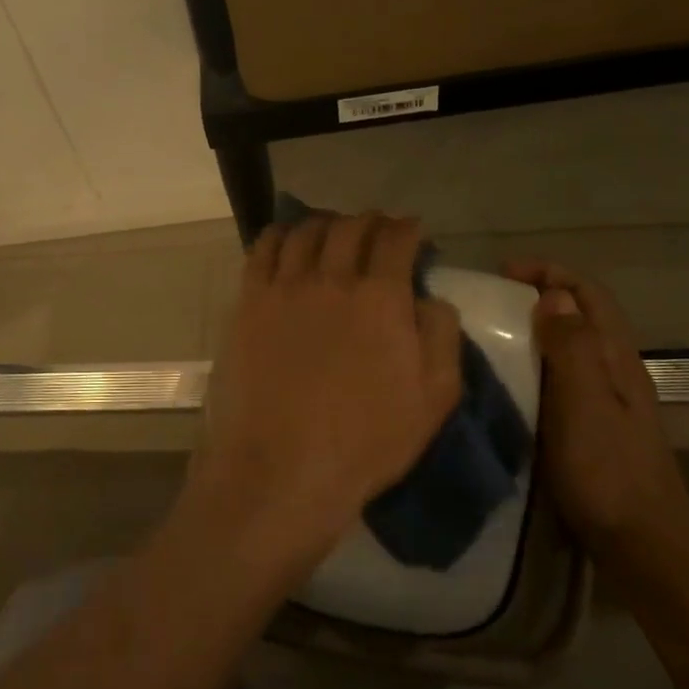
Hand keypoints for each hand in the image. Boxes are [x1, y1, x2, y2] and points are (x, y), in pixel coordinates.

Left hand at [186, 214, 462, 576]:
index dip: (407, 228)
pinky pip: (261, 251)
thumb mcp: (434, 397)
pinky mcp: (248, 303)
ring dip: (324, 224)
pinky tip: (285, 242)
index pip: (396, 239)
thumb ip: (440, 334)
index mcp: (381, 297)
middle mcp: (331, 278)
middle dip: (369, 221)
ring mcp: (284, 288)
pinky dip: (278, 236)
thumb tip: (429, 296)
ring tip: (330, 231)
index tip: (411, 231)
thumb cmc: (365, 441)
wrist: (283, 468)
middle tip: (375, 229)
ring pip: (304, 232)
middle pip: (350, 227)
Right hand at [502, 261, 688, 574]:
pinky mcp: (594, 428)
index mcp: (617, 358)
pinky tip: (511, 386)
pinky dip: (536, 366)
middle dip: (538, 296)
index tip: (501, 273)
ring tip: (490, 337)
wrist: (643, 546)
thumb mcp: (584, 403)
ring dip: (536, 331)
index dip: (549, 272)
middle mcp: (616, 372)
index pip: (588, 293)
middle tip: (488, 303)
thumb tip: (555, 295)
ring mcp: (608, 402)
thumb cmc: (609, 471)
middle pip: (581, 315)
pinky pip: (563, 379)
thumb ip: (571, 347)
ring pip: (571, 347)